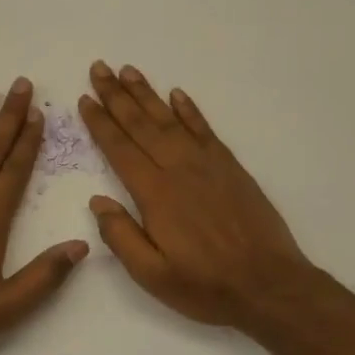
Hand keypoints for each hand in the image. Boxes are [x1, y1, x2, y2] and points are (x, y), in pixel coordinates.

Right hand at [79, 62, 316, 331]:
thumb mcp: (152, 275)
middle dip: (117, 95)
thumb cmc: (205, 286)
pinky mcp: (230, 167)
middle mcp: (178, 169)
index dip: (100, 123)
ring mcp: (207, 164)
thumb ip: (121, 236)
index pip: (120, 149)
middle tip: (99, 68)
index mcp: (155, 194)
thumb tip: (96, 201)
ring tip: (128, 71)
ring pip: (170, 119)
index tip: (85, 99)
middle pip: (141, 124)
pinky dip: (189, 109)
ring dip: (147, 94)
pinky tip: (176, 94)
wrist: (269, 285)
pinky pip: (204, 129)